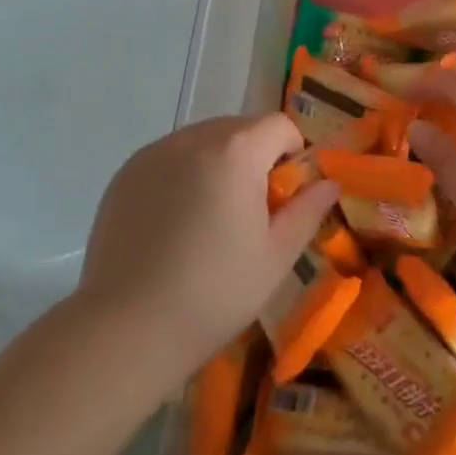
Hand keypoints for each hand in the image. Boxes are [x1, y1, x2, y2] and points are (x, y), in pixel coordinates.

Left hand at [80, 114, 338, 380]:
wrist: (126, 329)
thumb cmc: (215, 292)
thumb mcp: (276, 256)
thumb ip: (308, 210)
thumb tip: (329, 183)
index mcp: (237, 150)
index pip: (279, 125)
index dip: (292, 155)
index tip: (283, 197)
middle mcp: (194, 138)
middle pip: (240, 129)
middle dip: (254, 158)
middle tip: (248, 212)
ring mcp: (154, 153)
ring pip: (203, 141)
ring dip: (218, 164)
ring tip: (207, 220)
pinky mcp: (126, 173)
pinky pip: (169, 158)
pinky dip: (182, 176)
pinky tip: (173, 224)